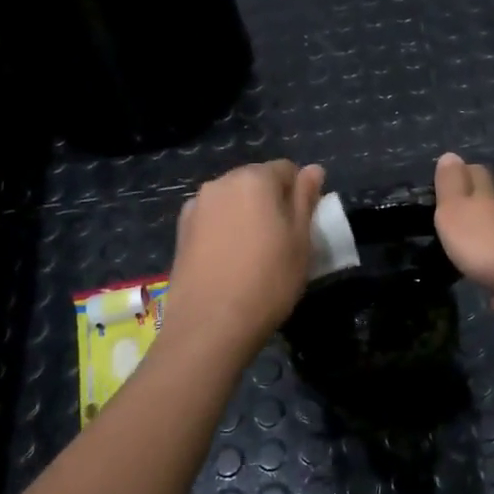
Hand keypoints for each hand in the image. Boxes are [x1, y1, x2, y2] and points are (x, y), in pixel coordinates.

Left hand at [166, 160, 324, 356]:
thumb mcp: (300, 241)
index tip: (302, 225)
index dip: (299, 194)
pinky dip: (224, 231)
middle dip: (270, 201)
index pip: (286, 170)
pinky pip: (212, 220)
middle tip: (281, 240)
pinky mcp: (181, 232)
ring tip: (253, 254)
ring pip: (232, 201)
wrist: (210, 324)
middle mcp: (220, 183)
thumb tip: (313, 169)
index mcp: (254, 179)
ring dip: (245, 216)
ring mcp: (196, 207)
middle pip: (255, 182)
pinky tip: (229, 261)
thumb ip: (305, 199)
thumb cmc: (268, 280)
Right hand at [433, 153, 493, 311]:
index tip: (464, 171)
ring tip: (482, 264)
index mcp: (487, 205)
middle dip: (486, 211)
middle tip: (472, 217)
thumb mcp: (456, 211)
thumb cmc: (488, 241)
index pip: (479, 180)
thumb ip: (451, 187)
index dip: (470, 175)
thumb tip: (450, 155)